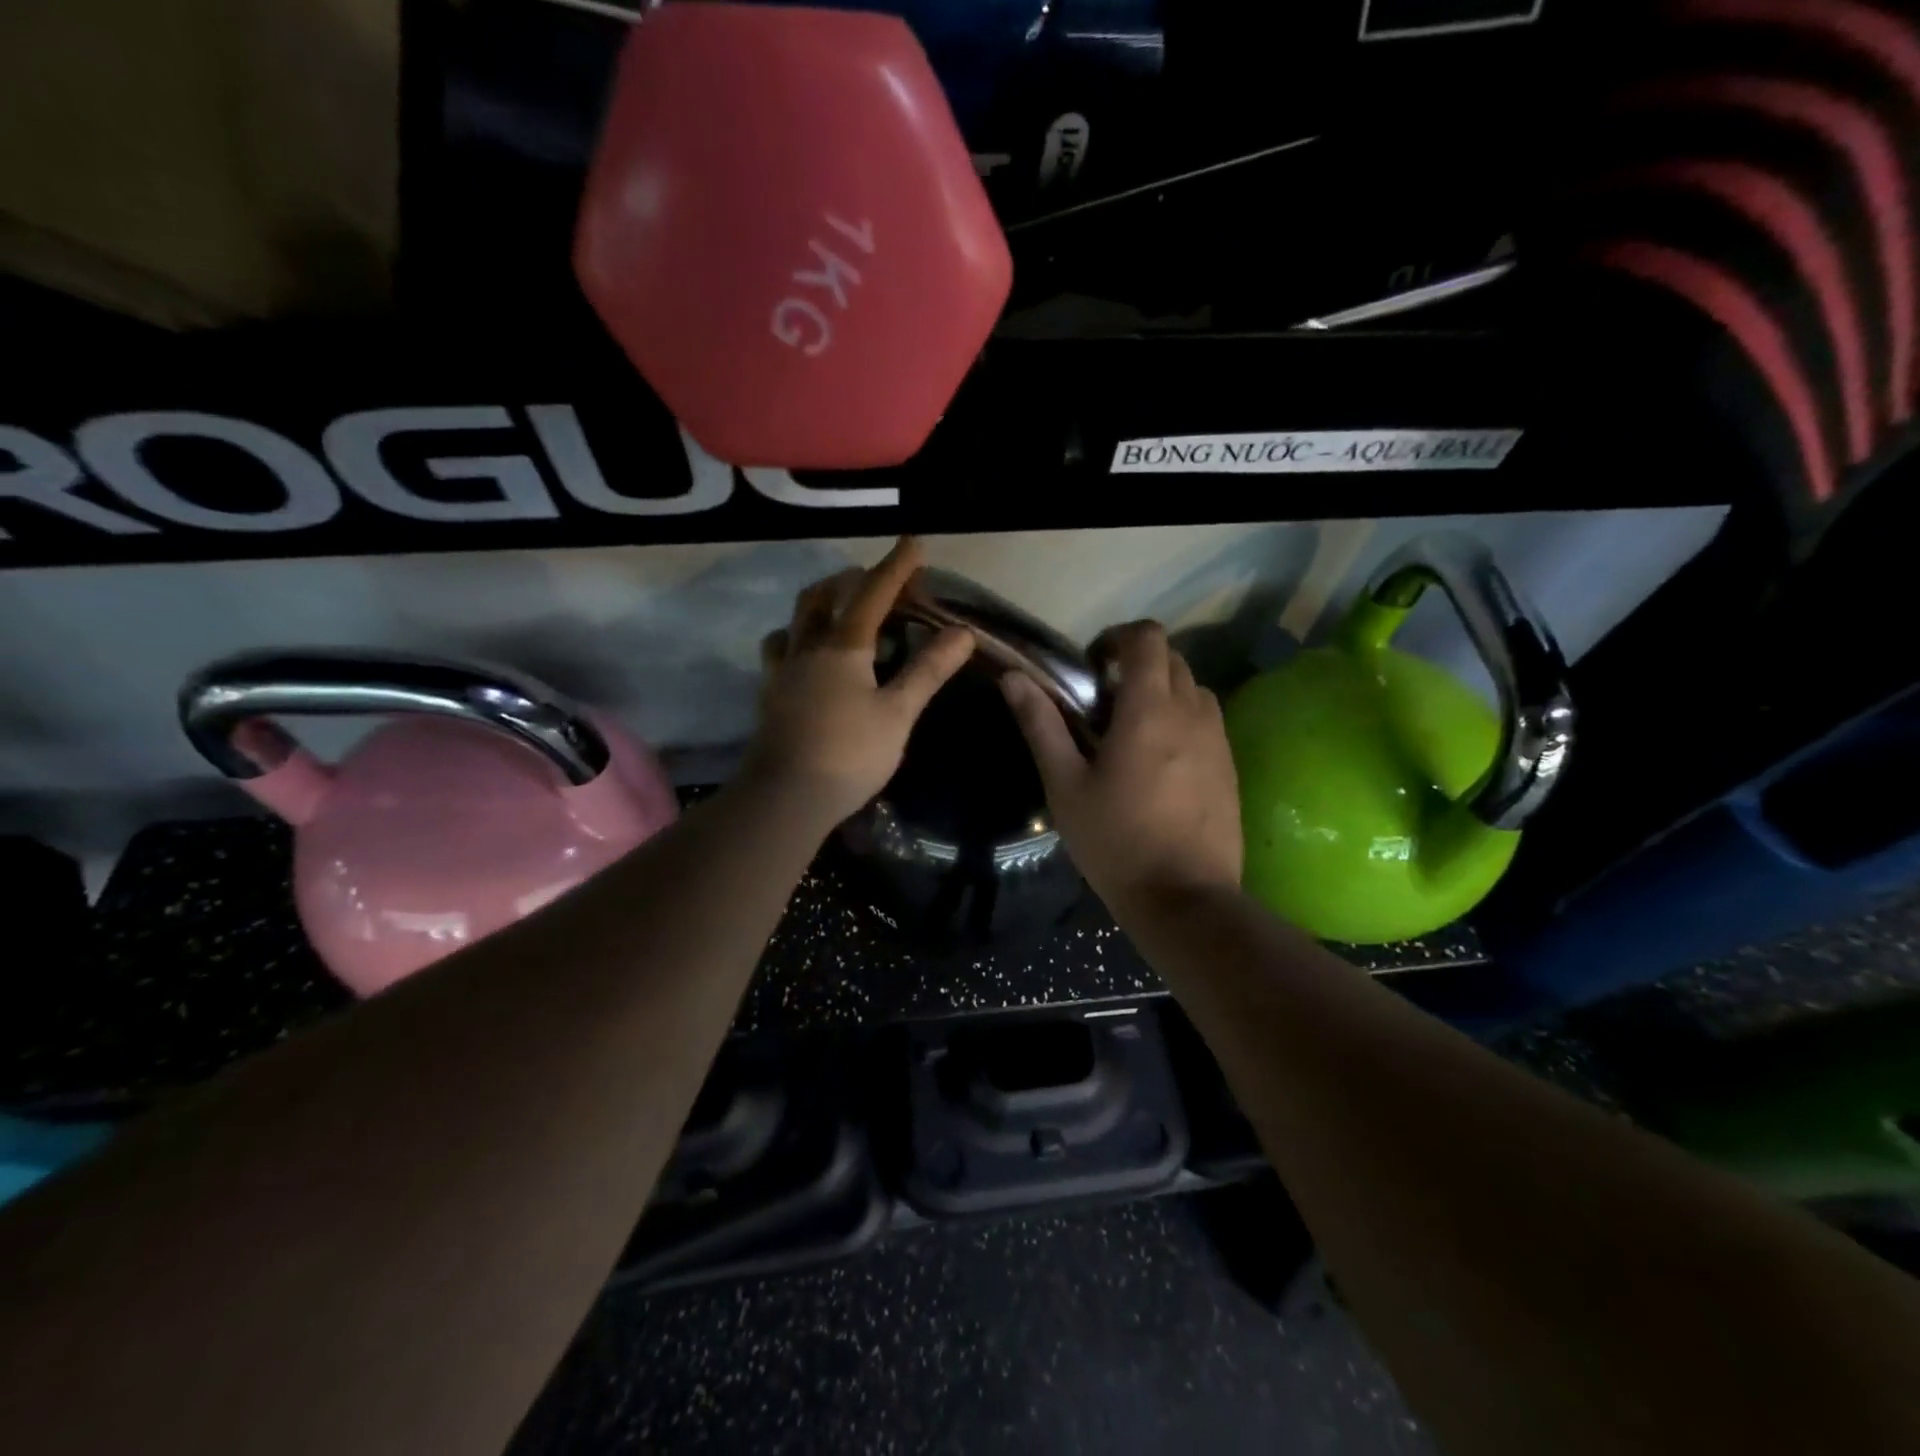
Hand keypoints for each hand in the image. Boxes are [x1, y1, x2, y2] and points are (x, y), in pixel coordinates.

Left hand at [745, 537, 975, 827]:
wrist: (785, 796)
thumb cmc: (850, 753)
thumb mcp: (898, 712)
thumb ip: (928, 670)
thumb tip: (962, 632)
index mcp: (843, 646)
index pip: (872, 594)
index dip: (895, 566)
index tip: (913, 541)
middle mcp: (807, 648)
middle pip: (821, 597)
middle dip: (849, 580)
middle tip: (873, 581)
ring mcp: (782, 672)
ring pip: (794, 622)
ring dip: (816, 606)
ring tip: (836, 612)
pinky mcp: (770, 696)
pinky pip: (780, 652)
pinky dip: (796, 640)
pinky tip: (806, 657)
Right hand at [1001, 621, 1241, 915]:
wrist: (1185, 898)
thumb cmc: (1115, 840)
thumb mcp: (1065, 785)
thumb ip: (1041, 725)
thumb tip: (1013, 678)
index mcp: (1149, 709)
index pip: (1146, 638)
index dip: (1117, 637)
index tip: (1091, 665)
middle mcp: (1192, 712)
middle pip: (1172, 658)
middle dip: (1137, 663)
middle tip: (1104, 701)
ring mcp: (1218, 739)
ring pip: (1193, 688)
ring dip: (1162, 691)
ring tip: (1132, 730)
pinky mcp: (1230, 766)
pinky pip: (1207, 720)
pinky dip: (1182, 718)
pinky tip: (1159, 762)